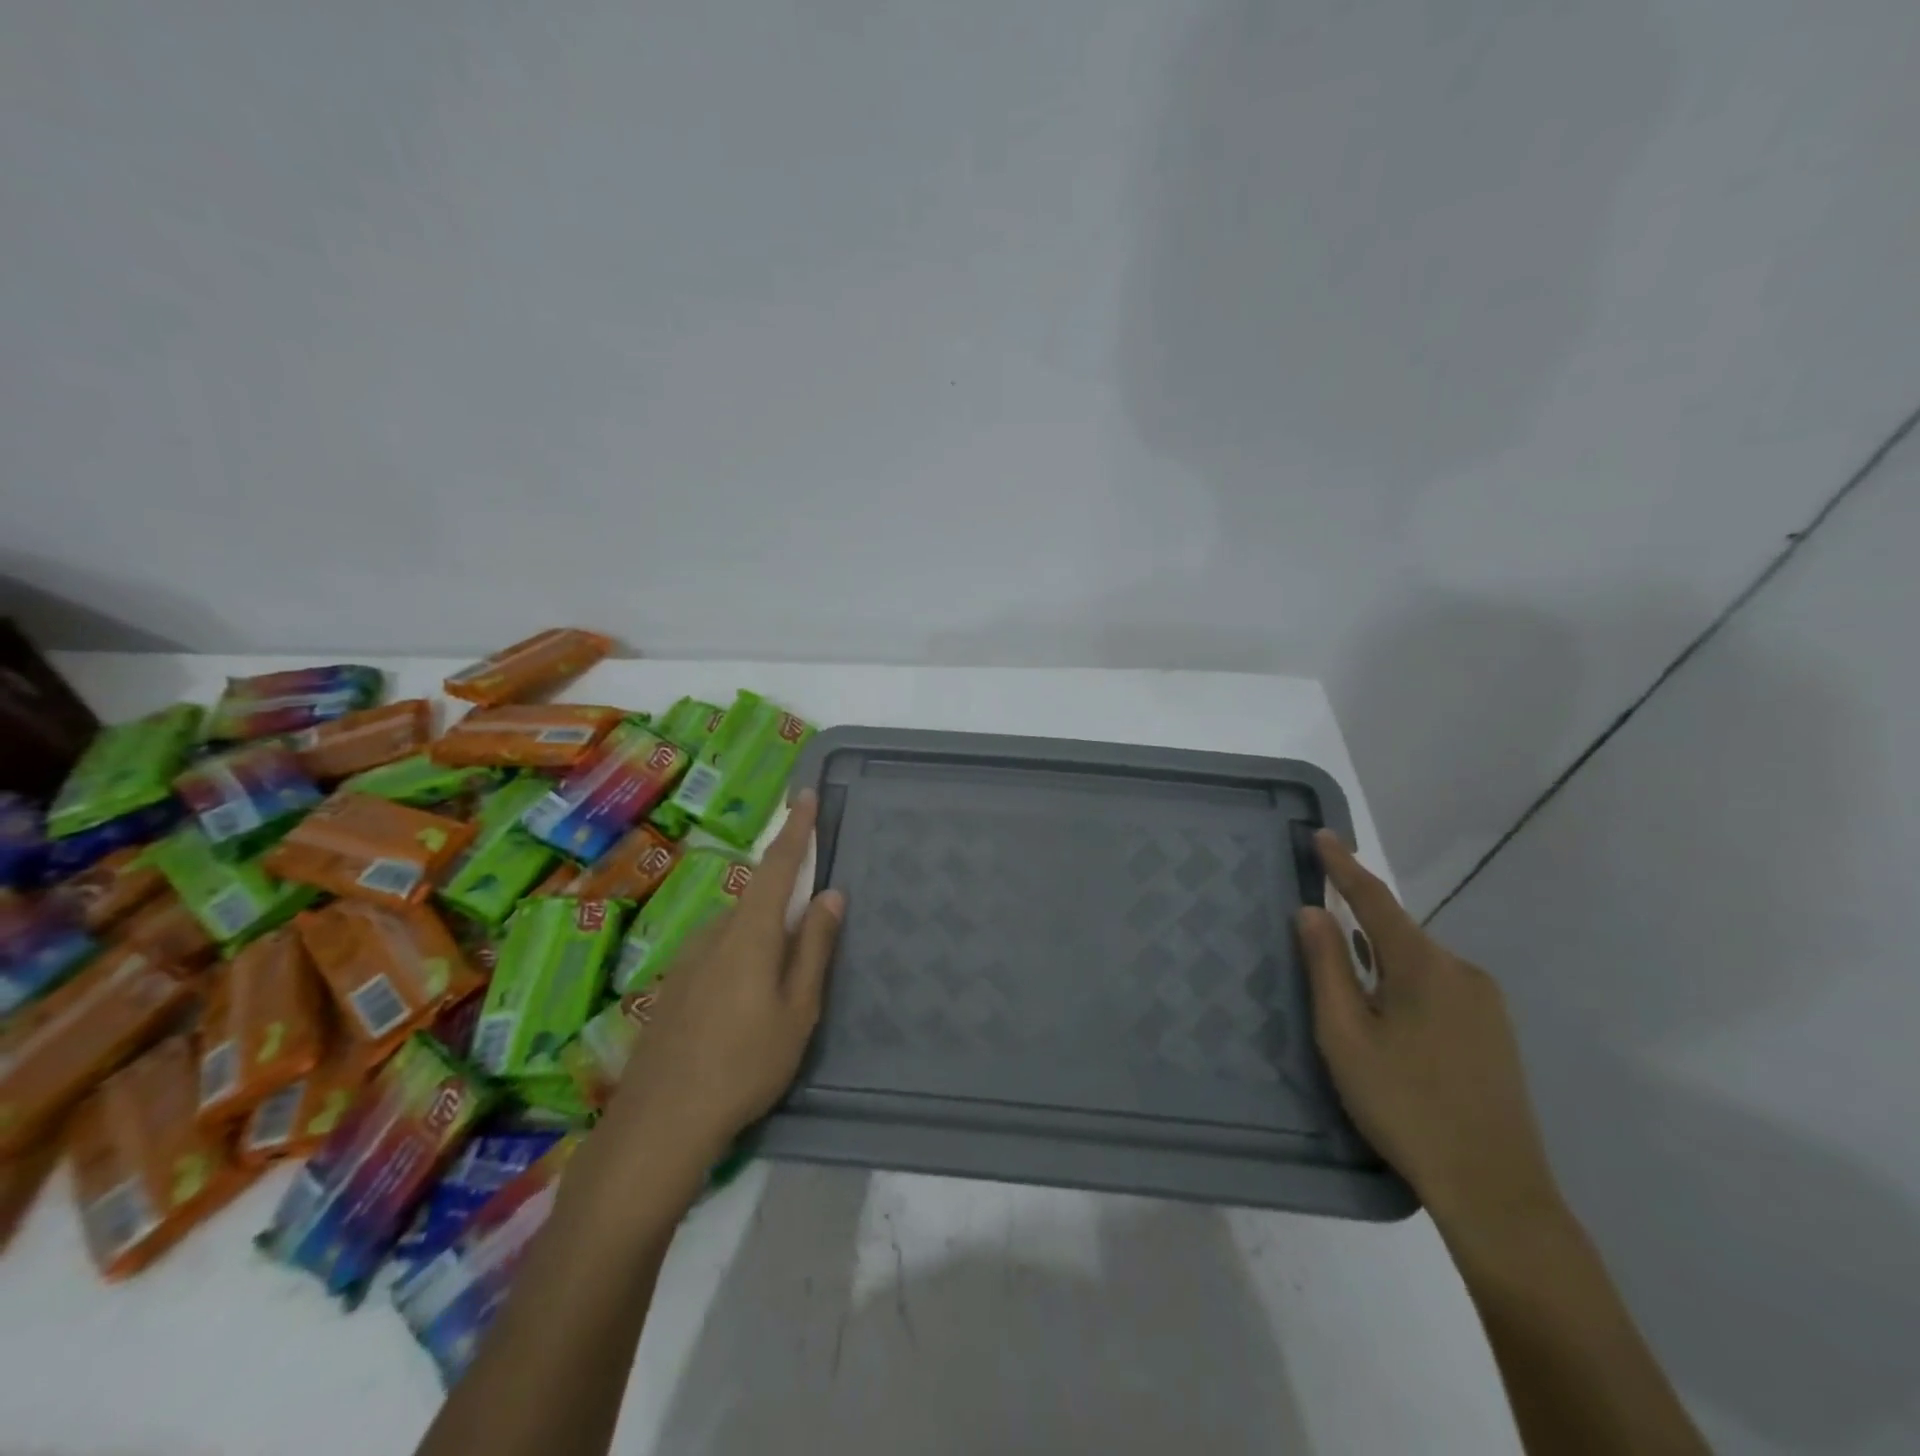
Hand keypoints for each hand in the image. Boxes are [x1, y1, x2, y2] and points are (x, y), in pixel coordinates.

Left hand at [599, 791, 844, 1175]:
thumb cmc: (745, 1065)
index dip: (795, 830)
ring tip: (775, 995)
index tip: (806, 796)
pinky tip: (740, 1011)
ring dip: (761, 942)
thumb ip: (814, 947)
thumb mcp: (798, 1010)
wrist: (660, 1123)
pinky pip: (716, 955)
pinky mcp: (672, 987)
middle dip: (783, 907)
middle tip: (806, 947)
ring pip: (736, 932)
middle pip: (756, 901)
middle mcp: (714, 934)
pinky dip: (738, 962)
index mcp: (750, 934)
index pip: (777, 867)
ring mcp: (687, 960)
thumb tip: (830, 894)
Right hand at [1297, 831, 1561, 1240]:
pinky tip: (1390, 1022)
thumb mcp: (1346, 1036)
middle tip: (1318, 941)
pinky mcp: (1496, 1031)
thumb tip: (1312, 911)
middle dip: (1358, 928)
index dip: (1344, 866)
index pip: (1375, 900)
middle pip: (1397, 933)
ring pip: (1417, 962)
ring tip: (1351, 999)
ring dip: (1380, 964)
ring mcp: (1486, 1002)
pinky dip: (1403, 985)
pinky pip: (1438, 986)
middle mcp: (1462, 971)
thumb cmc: (1405, 1106)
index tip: (1322, 834)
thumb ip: (1327, 967)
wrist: (1495, 1190)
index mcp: (1424, 966)